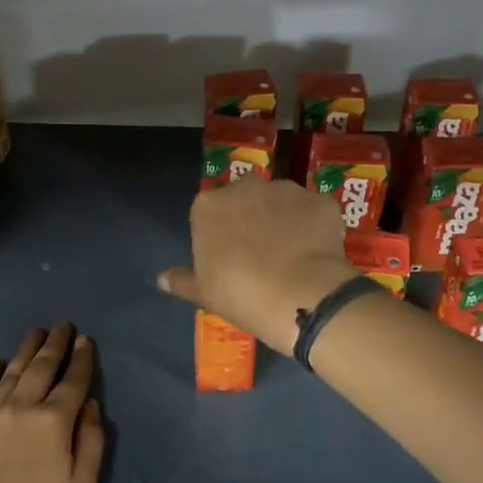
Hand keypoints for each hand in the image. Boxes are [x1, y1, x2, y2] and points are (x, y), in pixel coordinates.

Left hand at [0, 324, 104, 482]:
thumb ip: (91, 440)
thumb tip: (90, 405)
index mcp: (55, 421)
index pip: (73, 381)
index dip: (81, 359)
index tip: (85, 340)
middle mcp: (22, 408)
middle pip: (41, 368)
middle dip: (54, 345)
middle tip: (62, 325)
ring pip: (11, 374)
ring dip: (25, 351)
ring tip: (35, 333)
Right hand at [157, 180, 358, 355]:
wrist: (297, 295)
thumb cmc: (240, 294)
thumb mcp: (204, 292)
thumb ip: (182, 280)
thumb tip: (162, 279)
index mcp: (208, 206)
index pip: (210, 213)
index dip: (221, 234)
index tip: (230, 258)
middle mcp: (245, 187)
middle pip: (246, 198)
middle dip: (253, 217)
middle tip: (262, 253)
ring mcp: (286, 190)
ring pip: (282, 201)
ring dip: (285, 219)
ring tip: (294, 254)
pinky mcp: (320, 200)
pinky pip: (314, 211)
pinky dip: (316, 226)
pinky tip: (318, 253)